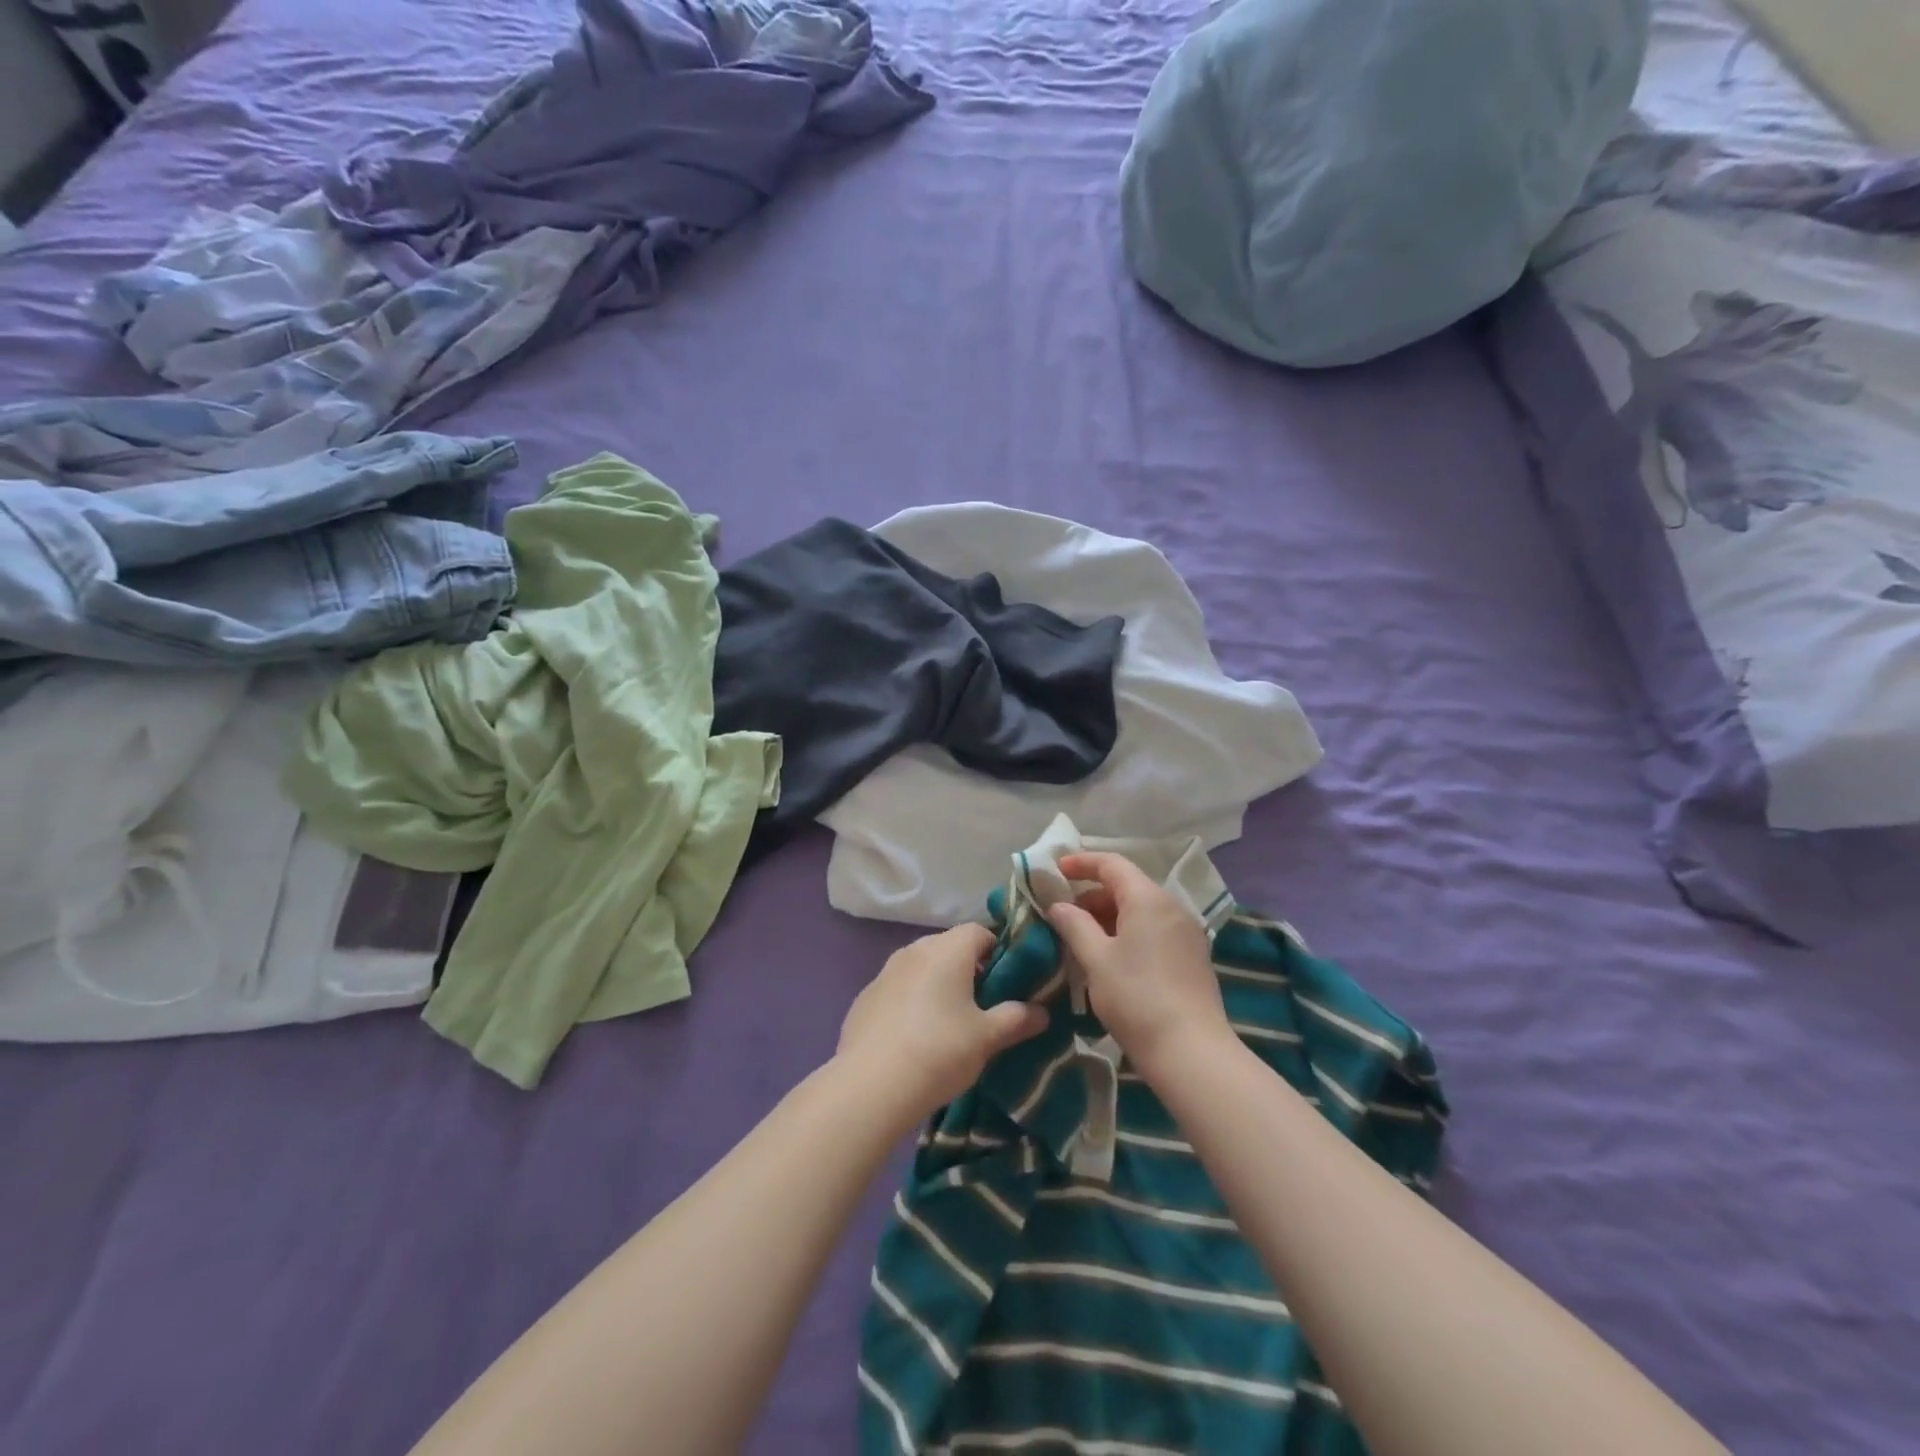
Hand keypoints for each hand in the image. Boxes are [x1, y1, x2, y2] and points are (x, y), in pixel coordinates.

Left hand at [836, 924, 1048, 1123]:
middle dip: (968, 969)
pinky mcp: (865, 997)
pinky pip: (897, 989)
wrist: (871, 1085)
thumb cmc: (939, 1051)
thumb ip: (1016, 1019)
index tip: (1007, 981)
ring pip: (921, 967)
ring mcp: (885, 972)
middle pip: (949, 947)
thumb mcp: (987, 1038)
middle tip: (982, 1005)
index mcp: (947, 950)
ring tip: (949, 1023)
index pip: (979, 931)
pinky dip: (910, 1002)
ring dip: (937, 985)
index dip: (997, 951)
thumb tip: (1042, 1012)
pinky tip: (914, 1037)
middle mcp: (914, 950)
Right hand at [1045, 851, 1233, 1079]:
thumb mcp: (1096, 959)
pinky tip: (1112, 957)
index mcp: (1148, 898)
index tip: (1056, 870)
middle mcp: (1172, 907)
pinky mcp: (1192, 956)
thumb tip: (1059, 906)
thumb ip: (1075, 925)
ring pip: (1141, 909)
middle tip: (1064, 914)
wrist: (1191, 1052)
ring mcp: (1186, 932)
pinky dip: (1129, 931)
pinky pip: (1154, 929)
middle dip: (1092, 894)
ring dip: (1109, 915)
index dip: (1081, 862)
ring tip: (1083, 938)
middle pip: (1127, 885)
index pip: (1112, 864)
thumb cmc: (1136, 998)